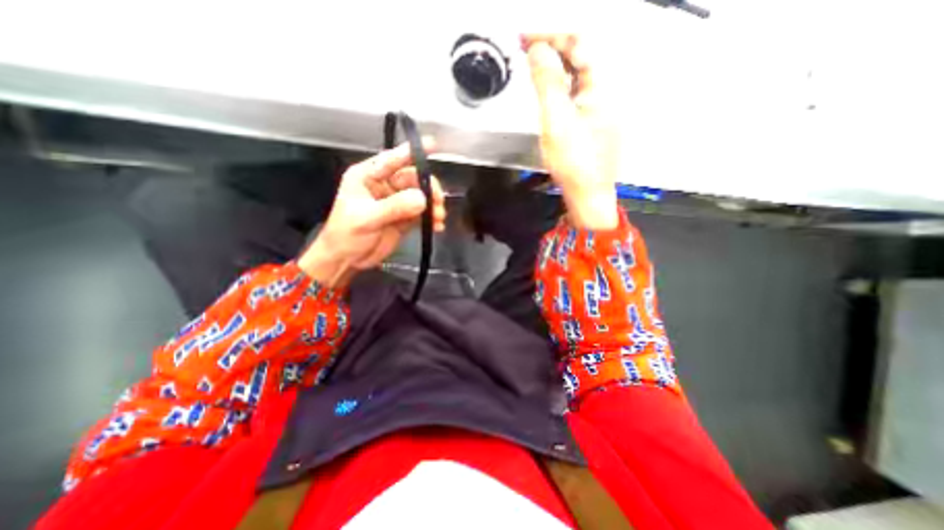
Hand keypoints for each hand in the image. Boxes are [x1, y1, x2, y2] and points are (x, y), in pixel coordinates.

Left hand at [299, 142, 447, 286]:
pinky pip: (422, 213)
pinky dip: (431, 218)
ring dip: (433, 205)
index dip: (411, 152)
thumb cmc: (347, 235)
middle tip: (438, 201)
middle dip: (428, 188)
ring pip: (420, 196)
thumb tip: (422, 199)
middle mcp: (384, 186)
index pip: (392, 160)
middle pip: (413, 179)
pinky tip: (437, 226)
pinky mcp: (404, 218)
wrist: (347, 260)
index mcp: (368, 177)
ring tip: (439, 217)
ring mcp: (396, 202)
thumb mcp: (366, 218)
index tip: (432, 145)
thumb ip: (394, 207)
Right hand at [520, 33, 625, 228]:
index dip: (550, 35)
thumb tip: (538, 50)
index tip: (525, 38)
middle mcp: (607, 92)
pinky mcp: (593, 122)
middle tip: (526, 49)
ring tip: (533, 67)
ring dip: (555, 67)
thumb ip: (548, 83)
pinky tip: (549, 91)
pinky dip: (561, 86)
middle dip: (552, 48)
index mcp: (602, 86)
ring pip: (578, 75)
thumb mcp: (557, 121)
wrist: (587, 195)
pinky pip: (577, 93)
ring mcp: (601, 108)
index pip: (578, 43)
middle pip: (580, 57)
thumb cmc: (574, 163)